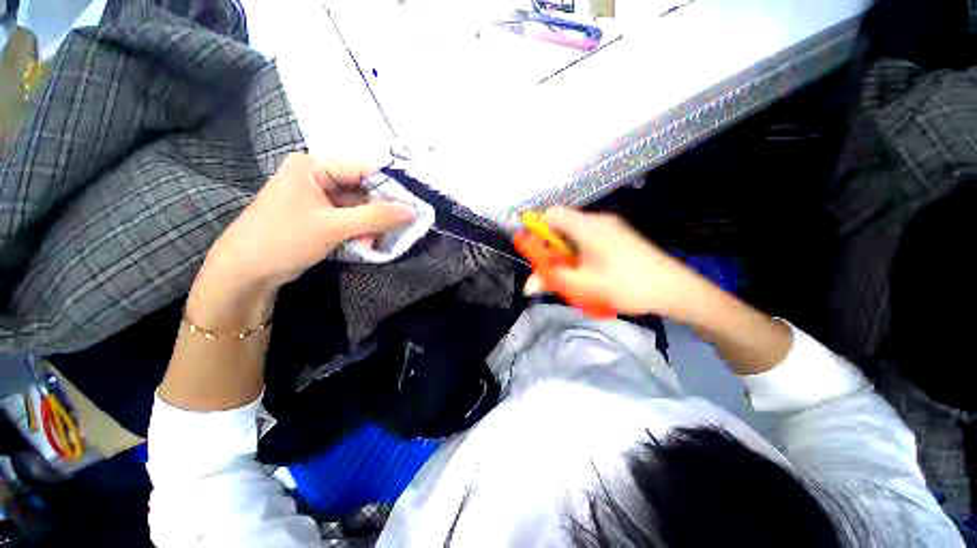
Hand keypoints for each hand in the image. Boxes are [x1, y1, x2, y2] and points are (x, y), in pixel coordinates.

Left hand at [204, 153, 415, 291]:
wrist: (246, 272)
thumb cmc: (284, 239)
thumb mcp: (334, 226)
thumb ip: (377, 217)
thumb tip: (414, 211)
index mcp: (313, 165)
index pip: (365, 168)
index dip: (393, 184)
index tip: (417, 201)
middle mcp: (317, 176)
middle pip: (364, 187)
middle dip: (383, 207)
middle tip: (404, 224)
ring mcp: (319, 197)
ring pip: (360, 205)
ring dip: (374, 222)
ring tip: (385, 238)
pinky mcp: (321, 215)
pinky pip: (351, 217)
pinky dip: (363, 229)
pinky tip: (370, 242)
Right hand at [524, 208, 711, 319]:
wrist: (674, 289)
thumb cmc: (626, 285)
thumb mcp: (583, 285)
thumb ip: (552, 281)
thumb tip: (527, 286)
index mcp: (586, 226)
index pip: (551, 213)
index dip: (538, 230)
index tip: (538, 253)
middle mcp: (597, 220)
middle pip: (562, 224)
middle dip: (552, 246)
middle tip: (555, 269)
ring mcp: (611, 226)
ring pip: (575, 232)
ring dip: (567, 251)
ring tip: (573, 274)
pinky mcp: (619, 235)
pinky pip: (590, 237)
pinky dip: (581, 251)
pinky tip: (590, 270)